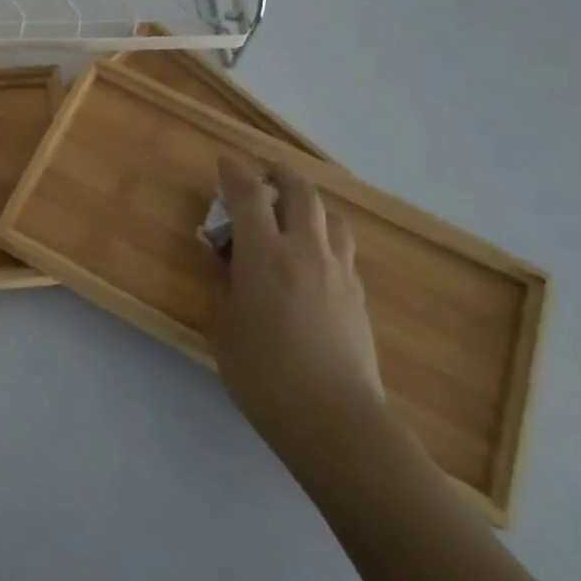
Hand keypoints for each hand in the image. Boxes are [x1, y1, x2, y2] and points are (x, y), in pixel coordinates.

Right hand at [210, 155, 384, 462]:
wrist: (334, 419)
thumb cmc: (263, 372)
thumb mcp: (223, 325)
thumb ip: (222, 283)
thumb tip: (225, 260)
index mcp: (265, 255)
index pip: (249, 197)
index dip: (235, 173)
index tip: (225, 161)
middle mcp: (306, 251)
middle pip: (301, 193)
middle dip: (280, 175)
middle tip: (264, 173)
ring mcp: (338, 271)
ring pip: (330, 216)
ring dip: (309, 202)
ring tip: (293, 210)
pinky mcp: (357, 295)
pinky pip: (341, 247)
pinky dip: (323, 235)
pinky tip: (311, 256)